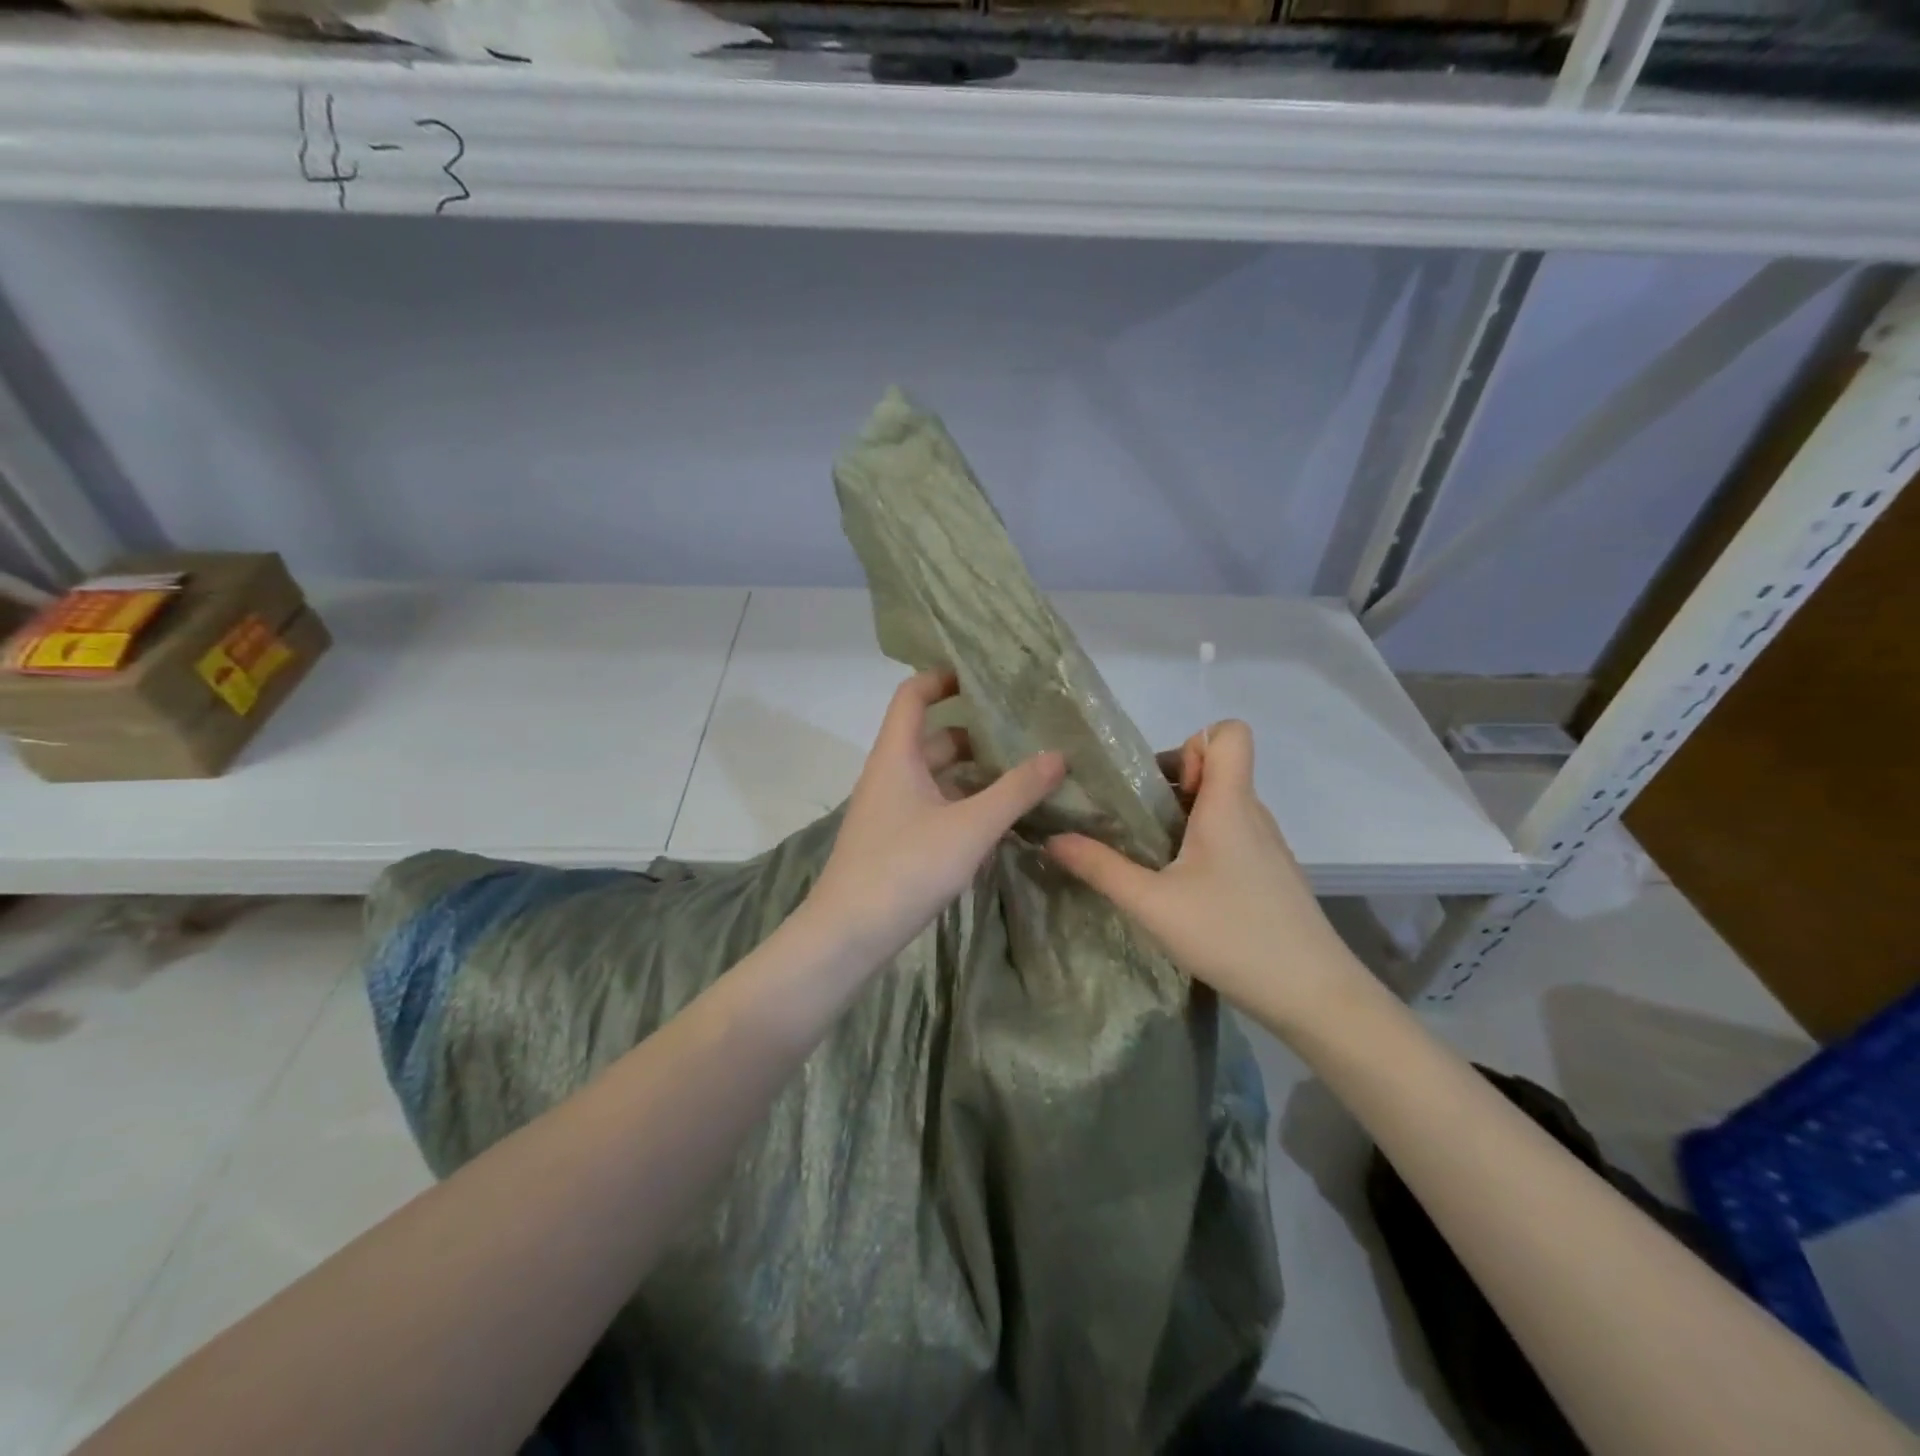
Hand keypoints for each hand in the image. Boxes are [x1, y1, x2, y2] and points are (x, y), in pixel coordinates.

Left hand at [806, 670, 1065, 968]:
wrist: (848, 935)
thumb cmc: (905, 867)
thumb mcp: (970, 827)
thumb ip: (1016, 790)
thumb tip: (1058, 754)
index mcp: (897, 755)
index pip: (913, 695)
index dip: (943, 677)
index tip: (983, 676)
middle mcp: (889, 774)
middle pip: (932, 737)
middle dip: (974, 732)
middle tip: (1023, 733)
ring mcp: (890, 810)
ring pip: (935, 776)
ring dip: (973, 773)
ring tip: (1022, 774)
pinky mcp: (895, 841)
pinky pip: (934, 806)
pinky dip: (963, 804)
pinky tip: (998, 820)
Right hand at [1046, 720, 1363, 1029]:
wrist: (1313, 995)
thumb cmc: (1231, 935)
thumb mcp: (1152, 904)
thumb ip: (1100, 868)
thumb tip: (1052, 839)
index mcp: (1230, 804)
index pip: (1229, 733)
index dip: (1191, 744)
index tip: (1160, 786)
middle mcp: (1253, 814)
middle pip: (1217, 768)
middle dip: (1172, 784)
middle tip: (1137, 824)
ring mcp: (1266, 845)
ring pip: (1223, 805)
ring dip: (1185, 817)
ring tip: (1151, 857)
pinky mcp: (1271, 874)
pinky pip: (1233, 836)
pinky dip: (1203, 845)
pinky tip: (1182, 889)